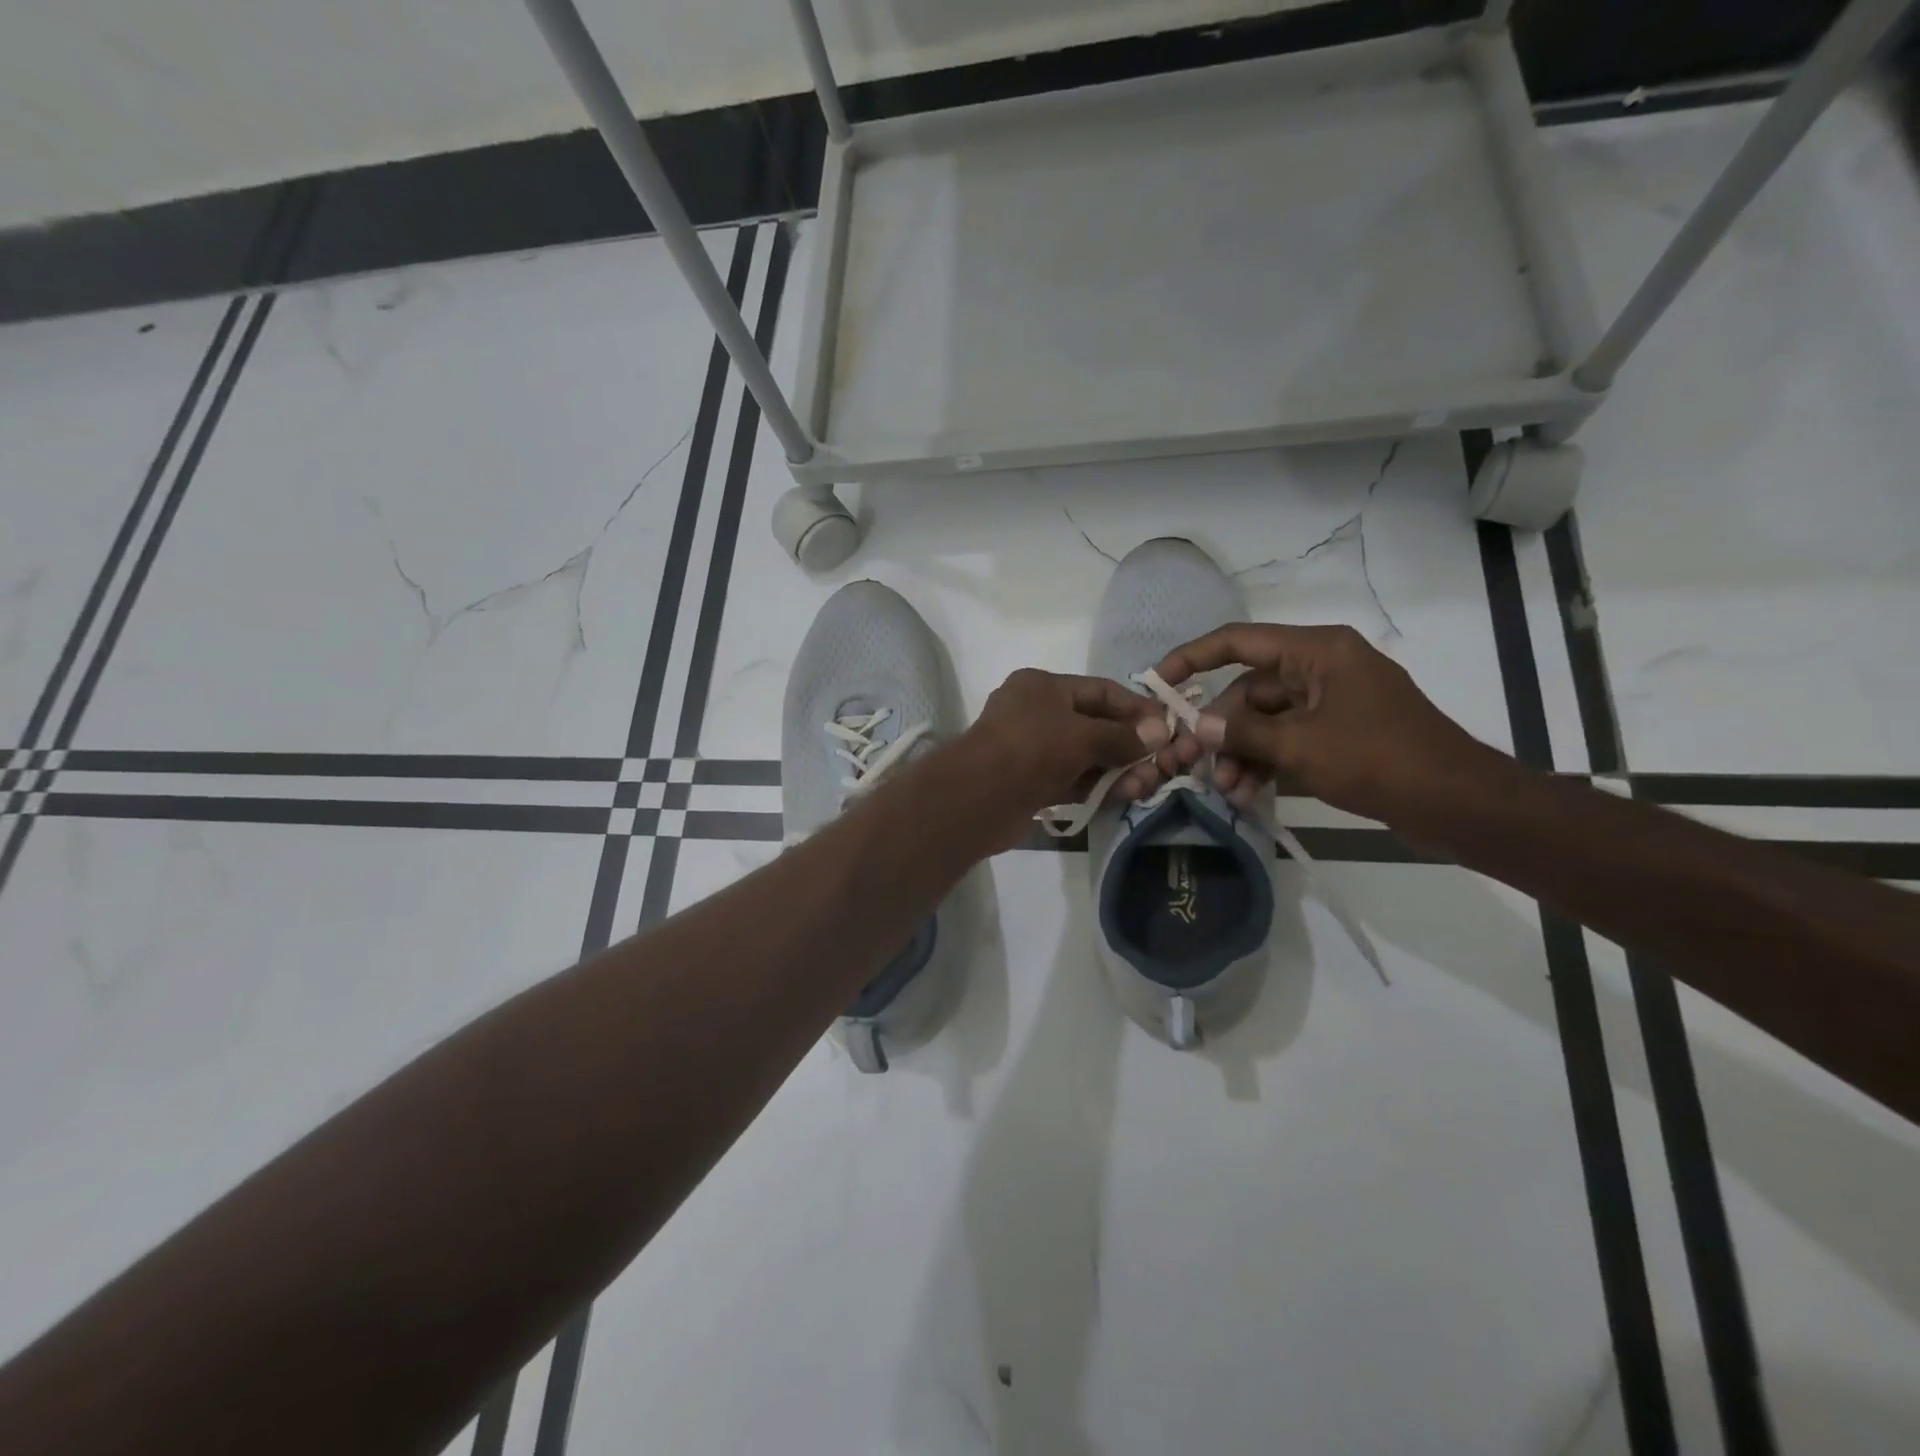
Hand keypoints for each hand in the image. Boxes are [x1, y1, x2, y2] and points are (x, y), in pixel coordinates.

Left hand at [957, 669, 1169, 840]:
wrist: (979, 797)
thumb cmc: (1032, 749)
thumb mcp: (1083, 735)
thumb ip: (1122, 736)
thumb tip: (1160, 732)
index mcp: (1042, 687)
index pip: (1100, 690)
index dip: (1135, 707)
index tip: (1167, 726)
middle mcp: (1036, 713)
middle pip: (1094, 725)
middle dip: (1129, 745)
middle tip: (1161, 764)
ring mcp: (1032, 750)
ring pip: (1085, 756)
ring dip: (1117, 770)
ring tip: (1146, 785)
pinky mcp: (1032, 784)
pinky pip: (1073, 780)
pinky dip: (1097, 787)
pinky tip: (1123, 796)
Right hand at [1152, 624, 1494, 824]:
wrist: (1457, 803)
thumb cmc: (1379, 760)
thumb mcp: (1301, 747)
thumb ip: (1243, 732)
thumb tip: (1197, 725)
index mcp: (1317, 651)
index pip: (1239, 641)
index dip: (1193, 657)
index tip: (1158, 682)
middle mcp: (1322, 666)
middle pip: (1251, 688)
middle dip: (1223, 729)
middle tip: (1198, 765)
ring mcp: (1333, 699)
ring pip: (1267, 718)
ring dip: (1243, 751)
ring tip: (1228, 790)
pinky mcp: (1341, 730)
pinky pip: (1289, 736)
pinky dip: (1268, 760)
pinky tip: (1249, 792)